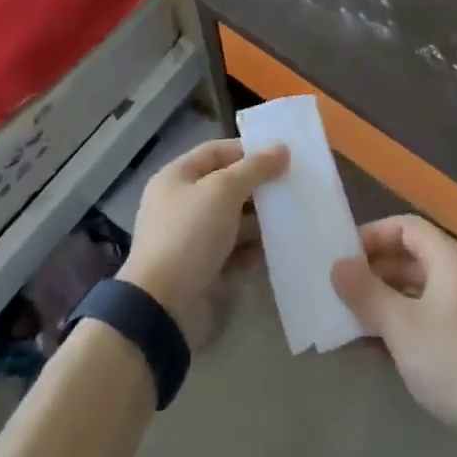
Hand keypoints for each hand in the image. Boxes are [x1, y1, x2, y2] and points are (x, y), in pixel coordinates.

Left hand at [120, 139, 287, 347]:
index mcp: (177, 178)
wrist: (164, 306)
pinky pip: (232, 253)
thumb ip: (254, 168)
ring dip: (258, 223)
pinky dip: (250, 252)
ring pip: (232, 221)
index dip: (247, 151)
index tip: (281, 157)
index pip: (216, 152)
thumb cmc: (190, 234)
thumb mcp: (223, 191)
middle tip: (291, 190)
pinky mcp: (202, 270)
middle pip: (226, 187)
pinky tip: (270, 255)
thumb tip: (282, 149)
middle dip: (257, 189)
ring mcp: (191, 239)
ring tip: (287, 223)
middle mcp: (181, 204)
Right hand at [332, 215, 456, 448]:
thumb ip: (366, 292)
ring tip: (348, 319)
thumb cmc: (454, 360)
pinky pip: (424, 319)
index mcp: (449, 258)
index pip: (405, 227)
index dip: (373, 235)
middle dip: (373, 271)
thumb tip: (337, 266)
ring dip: (382, 302)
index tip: (343, 256)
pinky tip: (372, 349)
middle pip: (410, 258)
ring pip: (415, 292)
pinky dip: (399, 326)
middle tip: (339, 289)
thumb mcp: (401, 325)